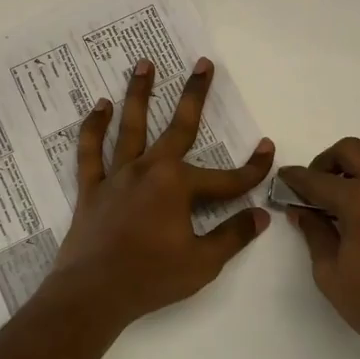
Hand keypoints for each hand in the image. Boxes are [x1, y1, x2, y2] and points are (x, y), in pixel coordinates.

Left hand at [47, 56, 273, 329]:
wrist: (92, 294)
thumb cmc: (151, 278)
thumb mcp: (202, 262)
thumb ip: (232, 235)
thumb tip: (261, 215)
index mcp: (178, 186)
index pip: (226, 177)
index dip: (252, 167)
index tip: (268, 149)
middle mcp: (149, 170)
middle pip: (178, 127)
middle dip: (195, 95)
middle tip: (203, 63)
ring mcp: (118, 176)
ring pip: (131, 126)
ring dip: (139, 93)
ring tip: (144, 63)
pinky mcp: (92, 188)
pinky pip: (91, 152)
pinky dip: (93, 128)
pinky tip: (99, 106)